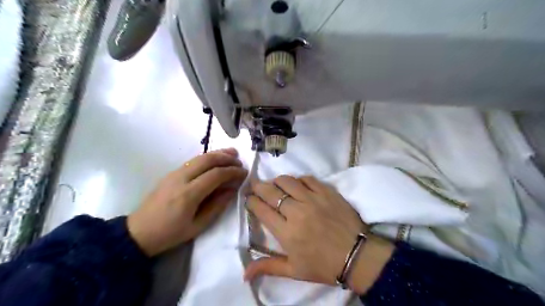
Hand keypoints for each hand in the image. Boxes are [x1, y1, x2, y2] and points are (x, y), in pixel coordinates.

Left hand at [127, 148, 245, 255]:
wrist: (138, 232)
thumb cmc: (170, 233)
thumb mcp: (198, 226)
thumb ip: (217, 206)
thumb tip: (232, 190)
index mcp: (189, 194)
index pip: (215, 175)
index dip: (232, 172)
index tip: (244, 173)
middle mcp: (181, 178)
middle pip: (208, 160)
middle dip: (226, 158)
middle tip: (239, 161)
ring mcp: (174, 173)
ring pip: (200, 157)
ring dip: (217, 154)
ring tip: (232, 153)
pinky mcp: (171, 173)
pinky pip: (193, 161)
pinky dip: (207, 157)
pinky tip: (215, 160)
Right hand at [245, 176, 394, 295]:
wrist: (357, 256)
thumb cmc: (323, 265)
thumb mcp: (294, 270)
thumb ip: (268, 267)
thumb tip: (243, 274)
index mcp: (286, 232)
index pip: (262, 210)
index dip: (252, 201)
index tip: (249, 198)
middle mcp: (296, 212)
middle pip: (271, 192)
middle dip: (259, 187)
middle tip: (256, 186)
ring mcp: (313, 199)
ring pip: (288, 181)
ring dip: (277, 181)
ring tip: (275, 185)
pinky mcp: (327, 192)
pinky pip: (308, 178)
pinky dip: (298, 179)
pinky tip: (297, 184)